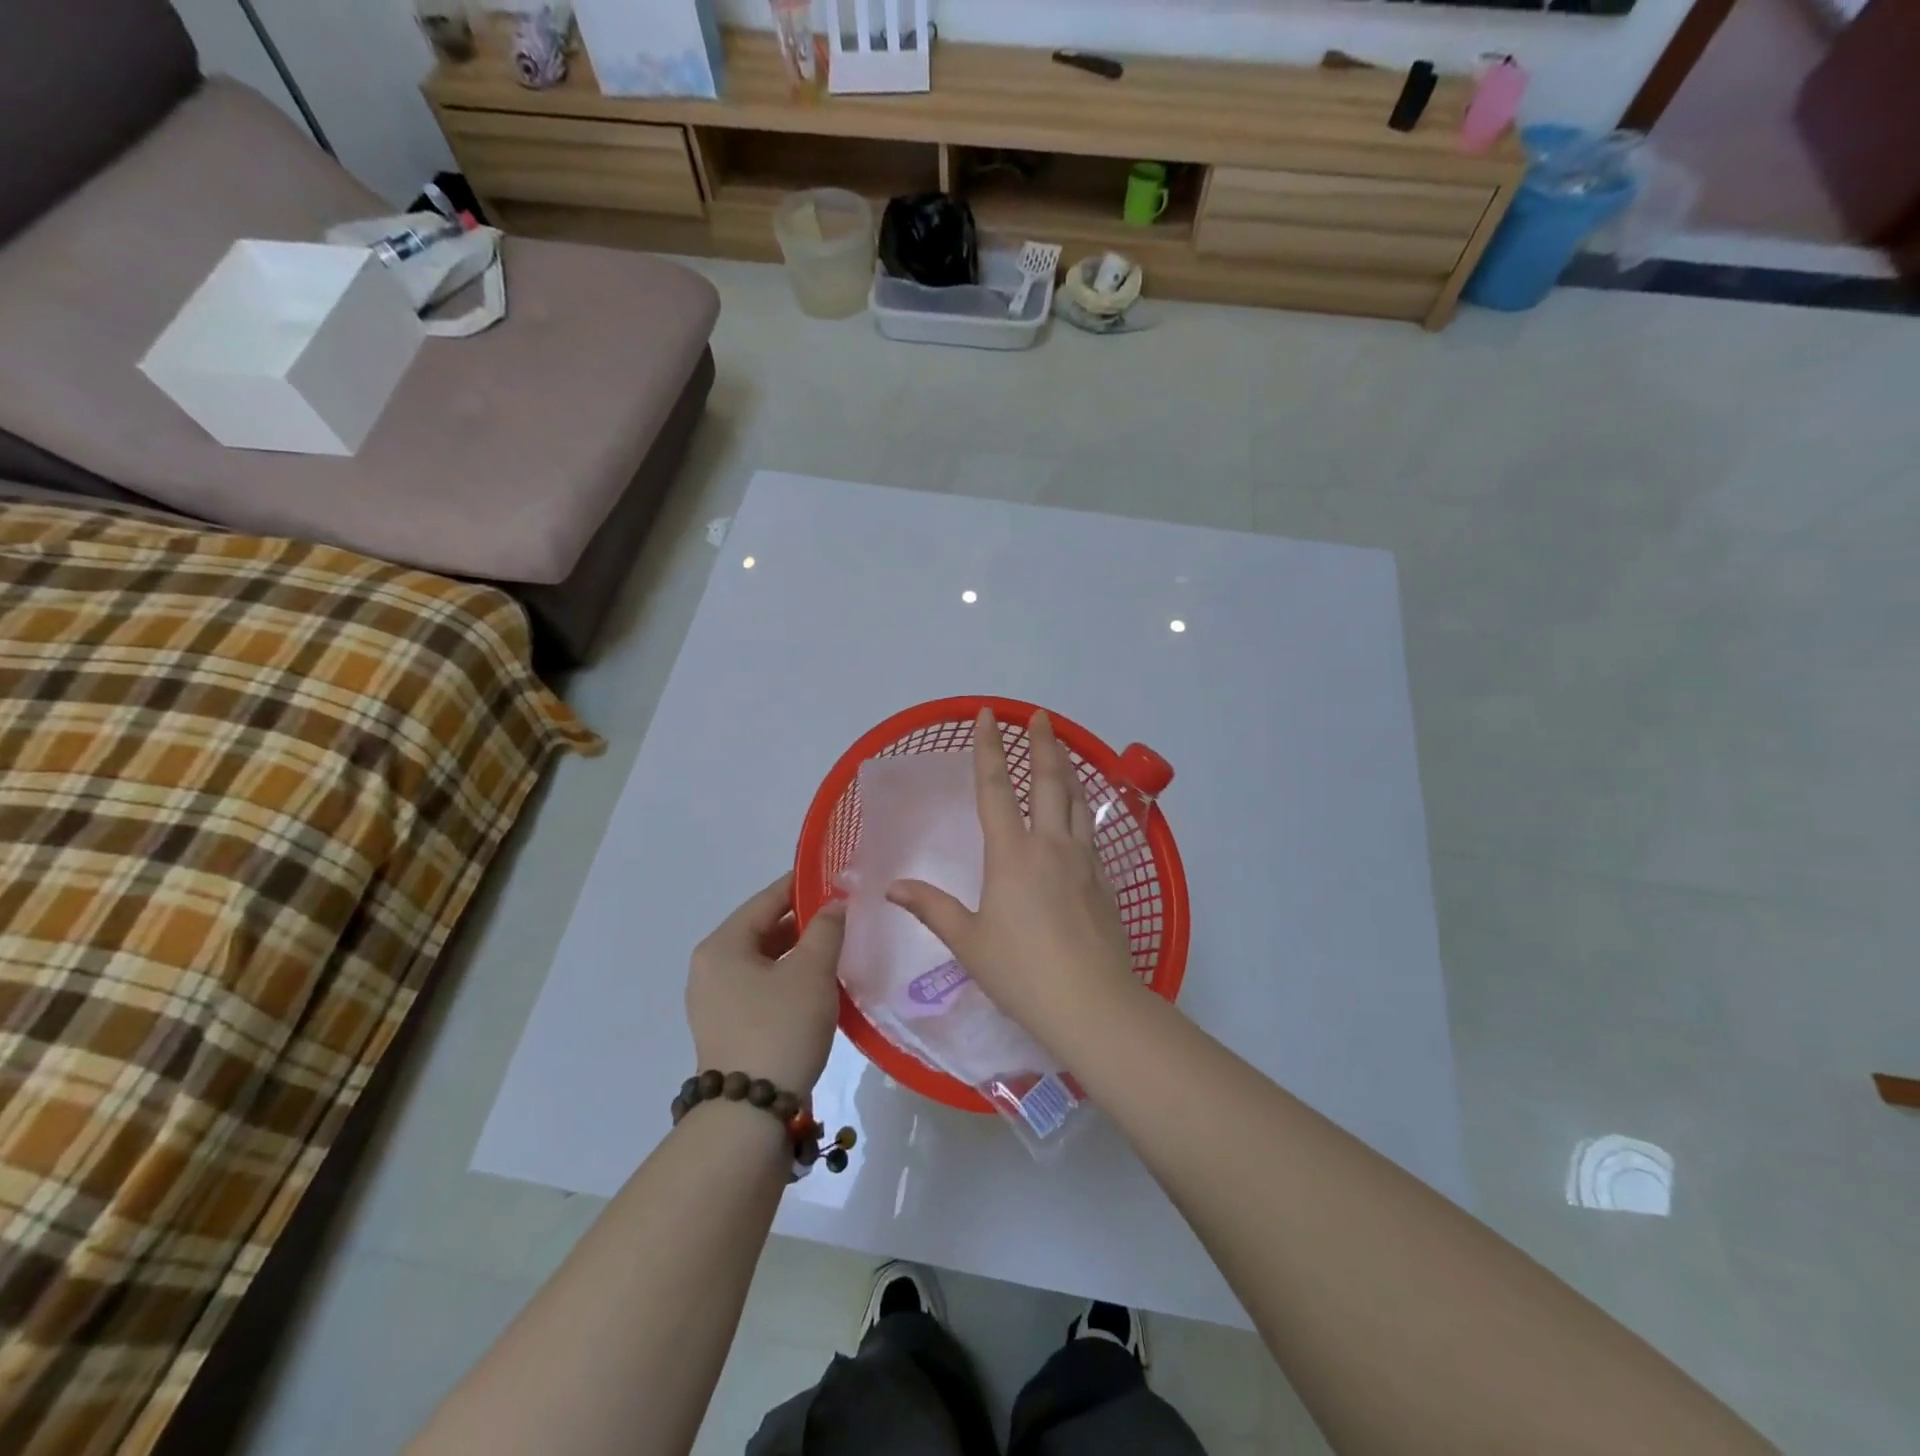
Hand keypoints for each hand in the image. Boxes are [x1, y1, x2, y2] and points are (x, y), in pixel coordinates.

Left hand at [686, 874, 844, 1094]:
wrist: (750, 1114)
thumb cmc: (780, 1028)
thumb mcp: (811, 972)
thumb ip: (826, 929)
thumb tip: (835, 903)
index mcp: (722, 946)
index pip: (767, 900)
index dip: (803, 885)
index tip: (837, 876)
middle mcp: (711, 967)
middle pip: (763, 929)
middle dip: (804, 921)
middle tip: (845, 913)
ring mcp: (716, 1000)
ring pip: (764, 959)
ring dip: (799, 951)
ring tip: (838, 945)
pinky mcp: (728, 1026)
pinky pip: (761, 986)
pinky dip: (788, 977)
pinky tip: (819, 982)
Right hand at [886, 709, 1138, 1054]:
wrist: (1092, 1002)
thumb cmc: (1022, 972)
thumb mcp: (969, 942)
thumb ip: (932, 908)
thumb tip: (893, 887)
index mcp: (1012, 854)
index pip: (995, 789)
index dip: (989, 748)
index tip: (988, 715)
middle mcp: (1050, 845)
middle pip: (1048, 781)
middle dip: (1043, 743)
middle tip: (1040, 716)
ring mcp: (1083, 860)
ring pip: (1076, 801)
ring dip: (1068, 770)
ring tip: (1062, 750)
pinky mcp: (1104, 880)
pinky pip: (1091, 830)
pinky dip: (1083, 807)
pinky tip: (1081, 813)